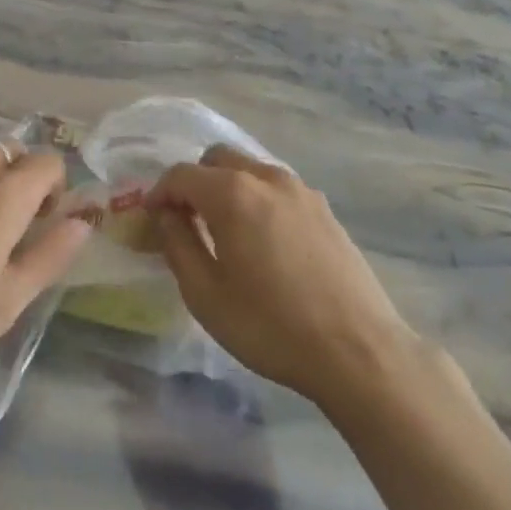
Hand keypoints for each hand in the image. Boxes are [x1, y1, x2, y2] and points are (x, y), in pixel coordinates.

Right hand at [148, 146, 415, 407]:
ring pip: (251, 170)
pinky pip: (278, 189)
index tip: (151, 219)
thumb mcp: (206, 295)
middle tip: (187, 221)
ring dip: (228, 188)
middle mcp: (267, 178)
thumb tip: (167, 216)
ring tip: (225, 232)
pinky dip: (258, 200)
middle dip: (195, 182)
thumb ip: (178, 245)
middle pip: (218, 158)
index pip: (182, 174)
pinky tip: (264, 242)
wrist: (359, 351)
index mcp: (232, 194)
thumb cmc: (271, 326)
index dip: (160, 193)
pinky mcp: (325, 209)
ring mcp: (302, 191)